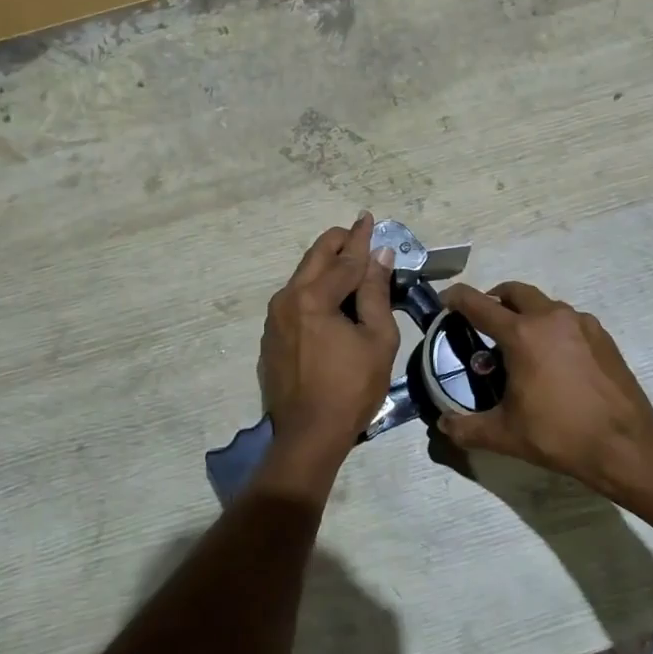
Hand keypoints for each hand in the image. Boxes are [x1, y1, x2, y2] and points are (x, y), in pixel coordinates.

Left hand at [259, 213, 399, 466]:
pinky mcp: (271, 336)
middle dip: (337, 242)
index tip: (369, 218)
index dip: (361, 239)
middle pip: (315, 258)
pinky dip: (314, 289)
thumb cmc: (351, 388)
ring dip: (325, 266)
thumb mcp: (377, 340)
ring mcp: (274, 318)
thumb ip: (376, 293)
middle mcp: (287, 299)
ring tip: (348, 262)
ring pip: (302, 277)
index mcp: (313, 298)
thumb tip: (380, 257)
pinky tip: (329, 296)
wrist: (308, 435)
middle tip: (357, 232)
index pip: (345, 260)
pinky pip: (294, 299)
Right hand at [436, 281, 652, 494]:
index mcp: (522, 335)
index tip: (445, 301)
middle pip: (514, 291)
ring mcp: (582, 323)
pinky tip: (554, 360)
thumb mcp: (505, 435)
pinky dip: (553, 328)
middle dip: (494, 299)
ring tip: (520, 345)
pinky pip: (568, 320)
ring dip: (526, 313)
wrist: (625, 446)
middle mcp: (551, 318)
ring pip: (544, 304)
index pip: (478, 303)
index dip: (456, 298)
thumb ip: (466, 428)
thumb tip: (442, 425)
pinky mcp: (602, 336)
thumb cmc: (559, 436)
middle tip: (484, 322)